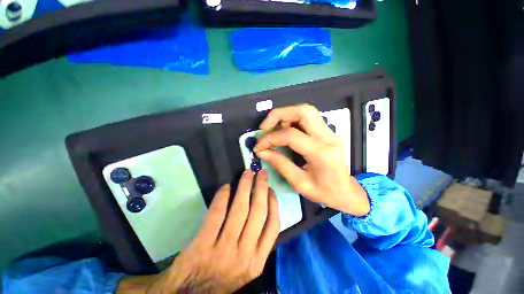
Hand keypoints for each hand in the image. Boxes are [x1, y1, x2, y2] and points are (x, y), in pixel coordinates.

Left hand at [149, 170, 279, 292]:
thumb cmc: (221, 278)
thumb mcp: (246, 267)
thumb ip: (257, 243)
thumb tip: (262, 208)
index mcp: (257, 261)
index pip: (273, 225)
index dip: (273, 202)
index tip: (270, 189)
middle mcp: (244, 256)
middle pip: (258, 212)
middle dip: (261, 187)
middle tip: (260, 173)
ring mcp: (223, 251)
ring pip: (240, 209)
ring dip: (245, 186)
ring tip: (247, 174)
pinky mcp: (202, 246)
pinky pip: (217, 214)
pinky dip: (223, 197)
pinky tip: (226, 187)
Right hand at [254, 104, 369, 216]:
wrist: (348, 192)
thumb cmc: (325, 193)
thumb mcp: (299, 183)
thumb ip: (280, 164)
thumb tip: (262, 151)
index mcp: (321, 153)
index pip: (291, 135)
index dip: (270, 138)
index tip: (259, 146)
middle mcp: (328, 137)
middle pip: (303, 111)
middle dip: (279, 115)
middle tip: (264, 128)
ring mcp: (330, 132)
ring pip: (306, 111)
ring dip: (285, 115)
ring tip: (273, 129)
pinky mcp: (328, 132)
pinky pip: (308, 118)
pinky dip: (292, 119)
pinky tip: (285, 130)